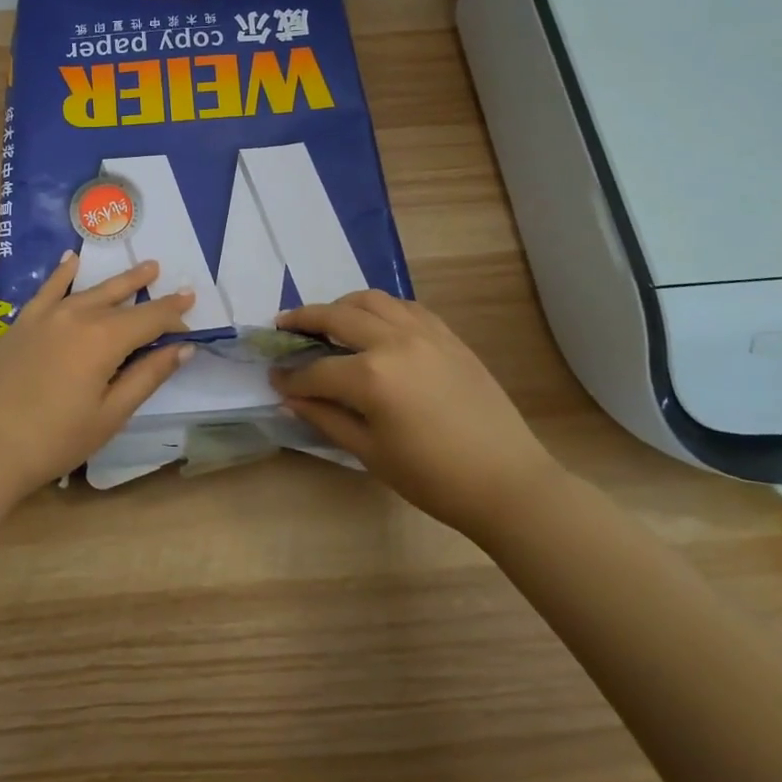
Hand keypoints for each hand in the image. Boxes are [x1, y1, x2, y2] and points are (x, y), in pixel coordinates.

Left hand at [0, 252, 195, 499]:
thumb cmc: (55, 439)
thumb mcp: (110, 414)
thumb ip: (147, 376)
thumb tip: (183, 348)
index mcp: (105, 338)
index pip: (151, 319)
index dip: (174, 317)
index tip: (192, 318)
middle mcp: (78, 315)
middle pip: (123, 298)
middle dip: (151, 291)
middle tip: (174, 282)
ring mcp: (47, 315)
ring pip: (91, 289)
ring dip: (119, 280)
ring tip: (144, 268)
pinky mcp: (23, 322)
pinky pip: (49, 288)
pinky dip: (64, 272)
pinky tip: (72, 259)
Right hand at [268, 291, 558, 534]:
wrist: (507, 481)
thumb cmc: (432, 477)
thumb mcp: (370, 452)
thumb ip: (326, 418)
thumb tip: (290, 397)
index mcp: (372, 376)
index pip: (317, 370)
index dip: (291, 378)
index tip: (274, 379)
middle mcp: (394, 341)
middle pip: (337, 317)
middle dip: (304, 320)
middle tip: (283, 326)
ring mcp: (425, 333)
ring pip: (371, 300)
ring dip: (342, 306)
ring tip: (327, 320)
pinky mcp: (448, 335)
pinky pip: (405, 307)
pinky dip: (381, 309)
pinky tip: (374, 325)